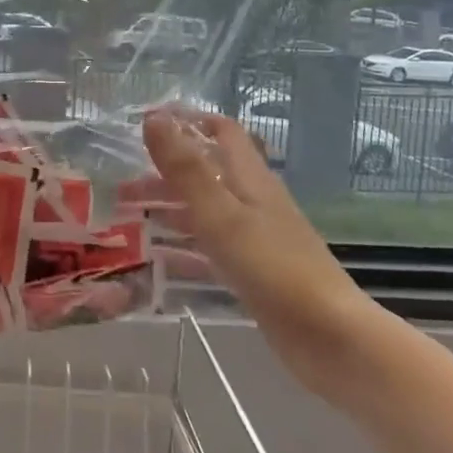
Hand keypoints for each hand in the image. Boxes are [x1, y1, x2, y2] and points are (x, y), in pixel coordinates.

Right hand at [142, 109, 381, 390]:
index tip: (146, 126)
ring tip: (130, 219)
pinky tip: (157, 260)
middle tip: (122, 188)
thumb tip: (154, 116)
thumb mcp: (221, 213)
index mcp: (250, 178)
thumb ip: (186, 168)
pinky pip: (210, 248)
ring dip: (170, 209)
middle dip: (166, 174)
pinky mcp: (254, 271)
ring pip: (206, 211)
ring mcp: (255, 238)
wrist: (329, 336)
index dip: (188, 122)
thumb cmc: (273, 267)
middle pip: (207, 173)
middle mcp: (253, 201)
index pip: (222, 132)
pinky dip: (182, 247)